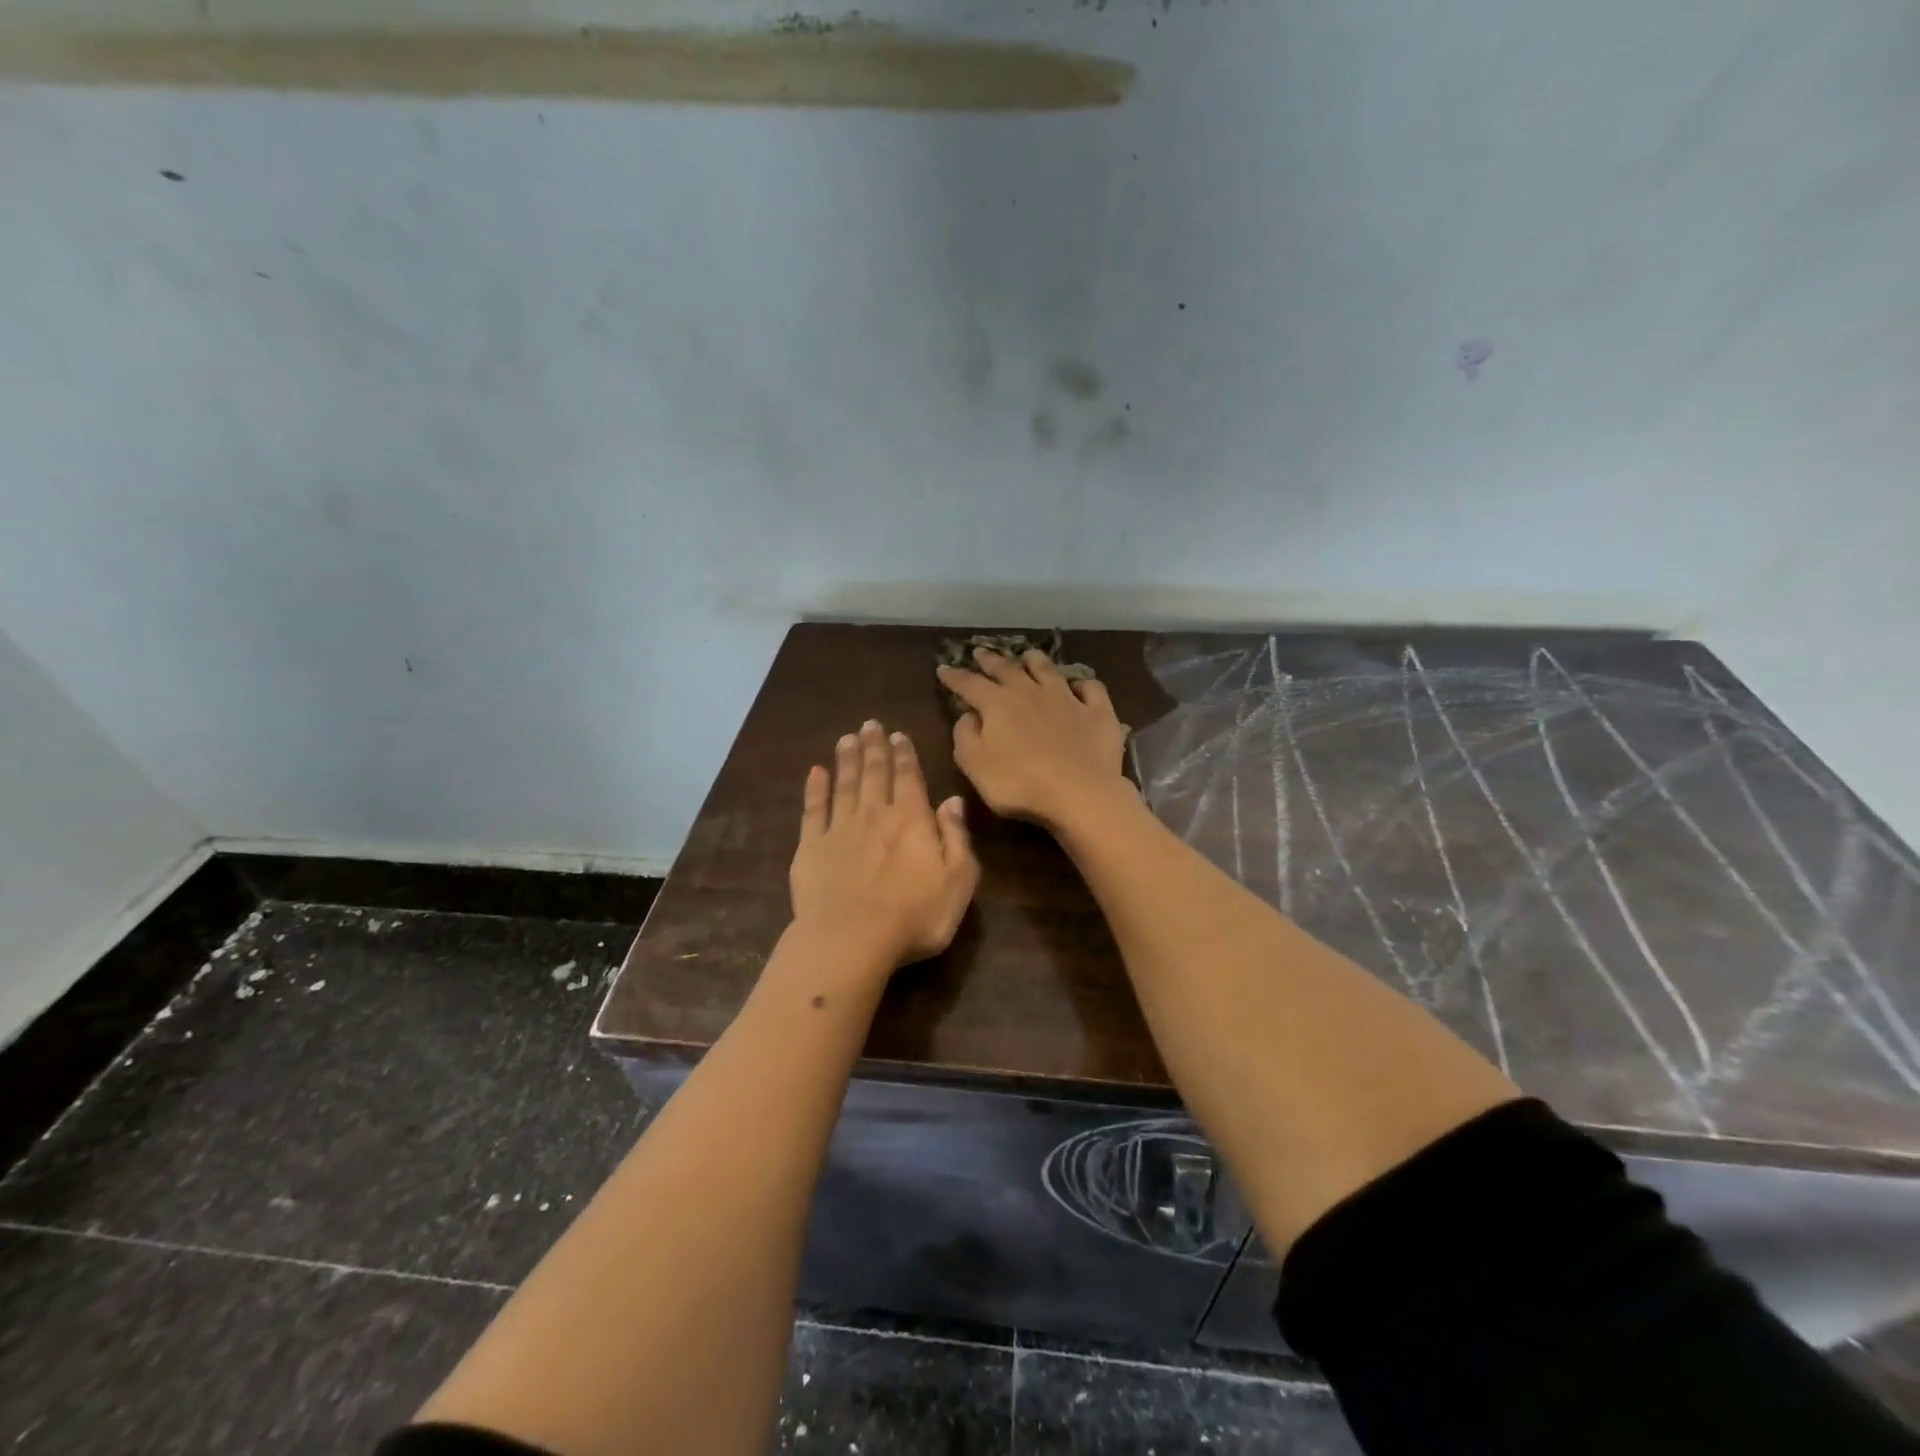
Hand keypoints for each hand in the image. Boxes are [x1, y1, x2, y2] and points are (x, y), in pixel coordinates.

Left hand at [789, 720, 979, 974]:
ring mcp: (839, 830)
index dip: (904, 755)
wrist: (851, 939)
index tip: (898, 734)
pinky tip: (815, 773)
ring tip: (846, 738)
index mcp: (912, 820)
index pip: (909, 778)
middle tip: (870, 724)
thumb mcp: (958, 880)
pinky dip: (814, 789)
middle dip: (874, 747)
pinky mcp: (810, 848)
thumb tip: (953, 800)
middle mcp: (875, 815)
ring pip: (844, 785)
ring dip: (846, 760)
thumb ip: (956, 837)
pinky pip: (813, 811)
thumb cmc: (915, 915)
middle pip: (874, 773)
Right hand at [937, 649, 1132, 829]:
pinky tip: (1080, 686)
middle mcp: (1030, 692)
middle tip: (981, 652)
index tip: (943, 669)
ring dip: (1035, 661)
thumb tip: (967, 715)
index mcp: (997, 704)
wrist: (1080, 793)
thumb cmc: (1019, 784)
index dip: (954, 676)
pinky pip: (1091, 689)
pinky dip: (1083, 684)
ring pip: (1048, 670)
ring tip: (1028, 656)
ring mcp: (1067, 698)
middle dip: (991, 660)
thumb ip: (965, 737)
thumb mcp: (976, 765)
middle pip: (1007, 669)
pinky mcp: (1097, 712)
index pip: (969, 684)